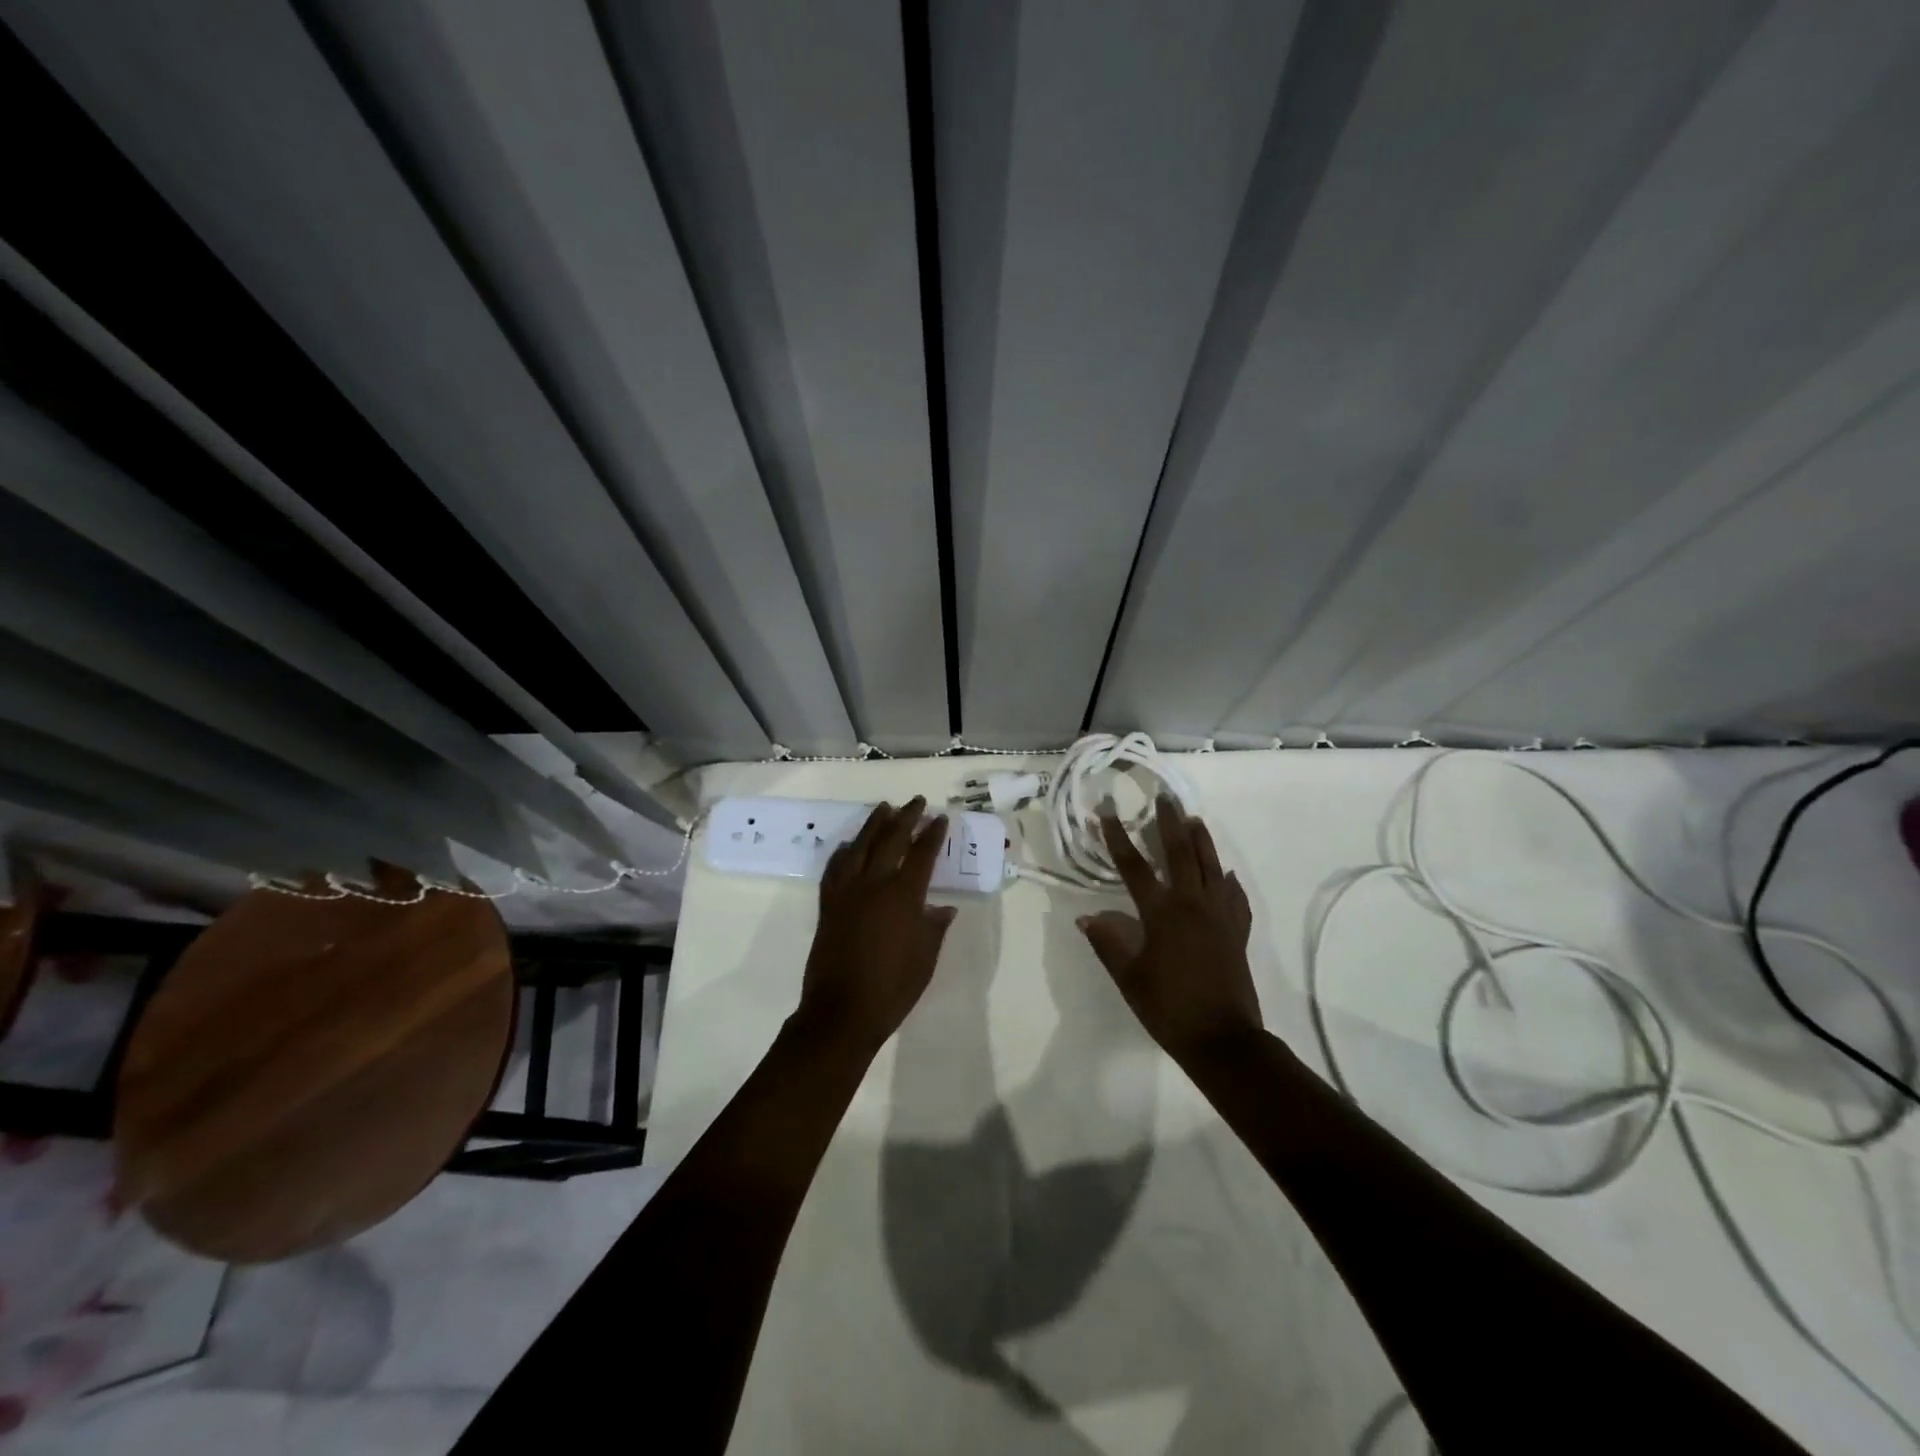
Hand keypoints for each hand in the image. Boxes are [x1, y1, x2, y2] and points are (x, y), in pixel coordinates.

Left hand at [798, 797, 956, 1053]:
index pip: (921, 854)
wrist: (842, 1012)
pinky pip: (835, 869)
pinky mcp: (828, 905)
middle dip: (906, 818)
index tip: (941, 818)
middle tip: (916, 801)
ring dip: (874, 825)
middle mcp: (873, 885)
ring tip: (884, 808)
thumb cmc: (893, 988)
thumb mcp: (925, 958)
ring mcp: (846, 893)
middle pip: (890, 840)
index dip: (933, 834)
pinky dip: (843, 852)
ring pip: (859, 846)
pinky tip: (848, 846)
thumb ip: (934, 927)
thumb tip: (943, 908)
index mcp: (903, 896)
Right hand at [1078, 796, 1260, 1064]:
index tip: (1106, 812)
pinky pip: (1234, 897)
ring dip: (1201, 840)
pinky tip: (1225, 876)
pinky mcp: (1237, 931)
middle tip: (1164, 797)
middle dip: (1169, 823)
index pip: (1134, 866)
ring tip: (1193, 819)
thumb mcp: (1129, 977)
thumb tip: (1087, 916)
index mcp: (1162, 912)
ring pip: (1211, 866)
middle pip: (1180, 853)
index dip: (1117, 838)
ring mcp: (1220, 916)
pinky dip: (1227, 882)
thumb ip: (1108, 942)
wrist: (1222, 1038)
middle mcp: (1192, 904)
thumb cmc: (1168, 1007)